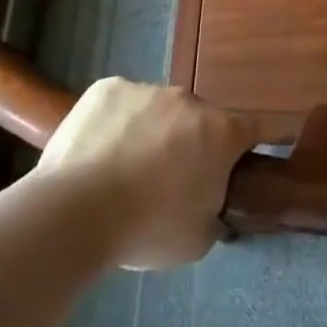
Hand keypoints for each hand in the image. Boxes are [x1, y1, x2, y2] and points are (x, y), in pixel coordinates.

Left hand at [37, 78, 255, 268]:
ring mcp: (147, 89)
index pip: (251, 131)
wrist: (74, 213)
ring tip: (122, 168)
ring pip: (158, 109)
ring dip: (152, 131)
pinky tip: (97, 151)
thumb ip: (215, 212)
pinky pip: (121, 103)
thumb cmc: (147, 229)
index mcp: (221, 132)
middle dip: (190, 143)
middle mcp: (190, 101)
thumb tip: (210, 205)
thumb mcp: (199, 238)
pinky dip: (115, 122)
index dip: (244, 149)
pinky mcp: (107, 88)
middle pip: (199, 120)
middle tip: (167, 179)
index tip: (235, 165)